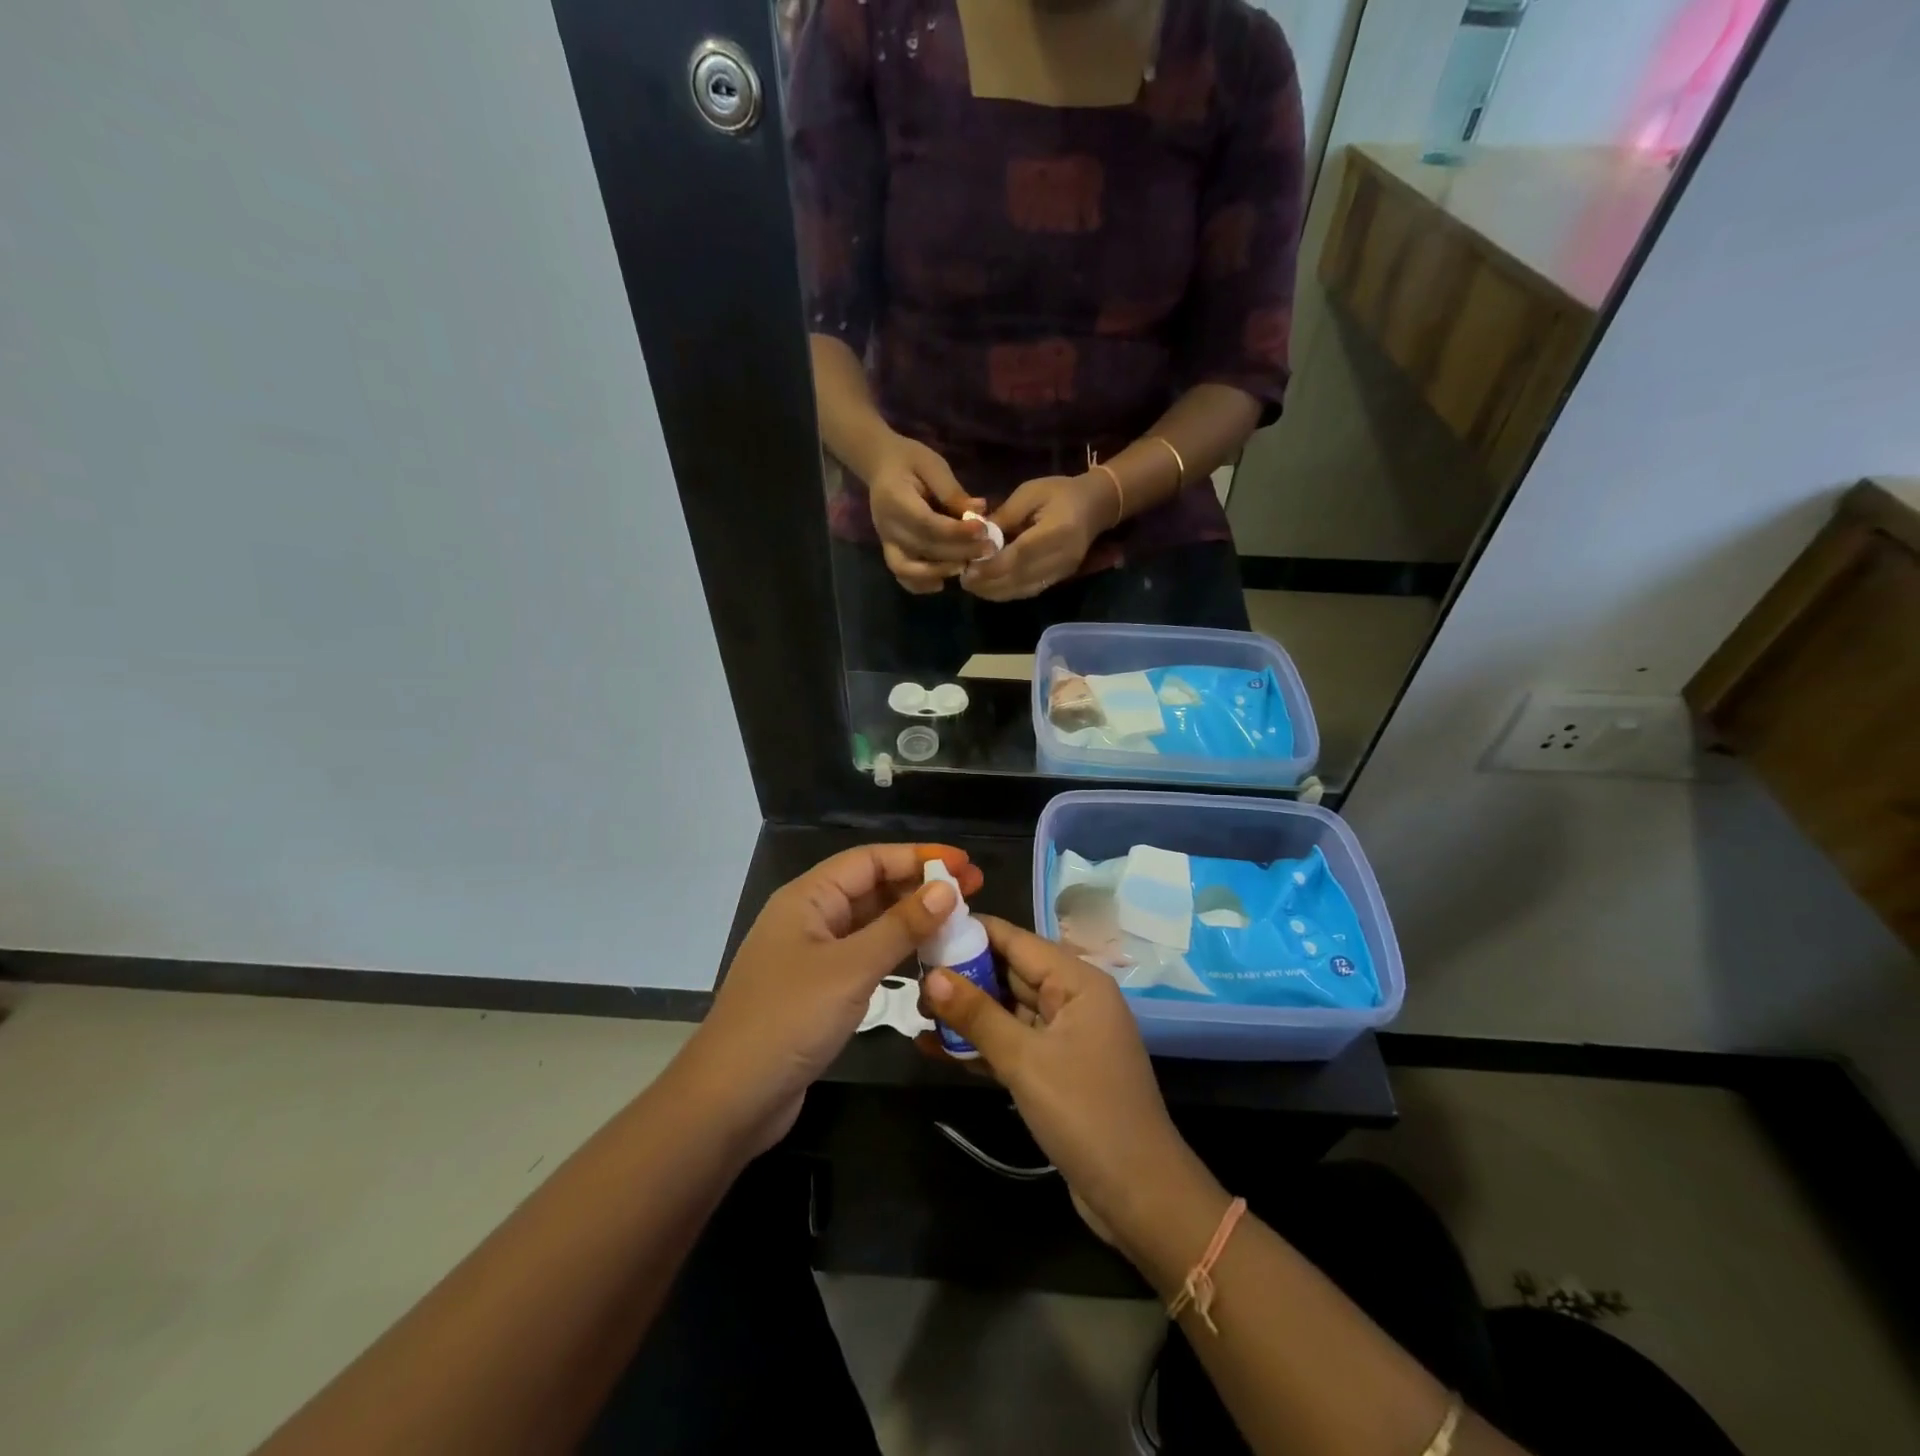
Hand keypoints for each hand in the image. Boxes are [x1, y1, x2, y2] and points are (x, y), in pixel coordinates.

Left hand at [684, 844, 983, 1154]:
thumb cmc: (788, 1021)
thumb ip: (900, 927)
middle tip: (973, 891)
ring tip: (958, 921)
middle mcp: (810, 918)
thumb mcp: (851, 969)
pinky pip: (865, 955)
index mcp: (808, 898)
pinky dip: (896, 952)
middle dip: (919, 886)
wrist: (730, 1100)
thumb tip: (946, 889)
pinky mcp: (819, 989)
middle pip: (871, 887)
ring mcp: (813, 955)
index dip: (918, 856)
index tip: (963, 864)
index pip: (870, 859)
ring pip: (870, 923)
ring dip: (911, 919)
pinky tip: (926, 958)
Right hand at [859, 432, 989, 593]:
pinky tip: (942, 582)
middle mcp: (887, 525)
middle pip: (923, 548)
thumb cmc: (910, 460)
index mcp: (895, 499)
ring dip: (940, 571)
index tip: (983, 530)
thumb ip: (952, 491)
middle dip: (958, 552)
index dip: (956, 532)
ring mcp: (886, 541)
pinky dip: (920, 584)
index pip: (927, 523)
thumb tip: (979, 512)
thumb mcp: (933, 465)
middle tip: (988, 550)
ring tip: (967, 566)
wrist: (881, 465)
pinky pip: (901, 575)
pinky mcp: (890, 550)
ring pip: (909, 568)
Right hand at [922, 916, 1207, 1249]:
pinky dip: (980, 1045)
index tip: (925, 929)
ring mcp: (1064, 1036)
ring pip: (1007, 1010)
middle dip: (963, 975)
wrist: (1139, 1197)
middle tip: (911, 979)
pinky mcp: (1055, 1070)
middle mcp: (1072, 999)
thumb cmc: (1086, 1114)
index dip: (971, 932)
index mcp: (1078, 981)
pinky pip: (1012, 1044)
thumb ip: (977, 1015)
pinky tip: (936, 1049)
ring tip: (917, 1014)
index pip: (1016, 940)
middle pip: (1010, 972)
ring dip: (967, 1013)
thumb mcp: (1025, 1061)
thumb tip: (932, 975)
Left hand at [962, 473, 1115, 600]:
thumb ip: (1004, 516)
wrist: (1096, 505)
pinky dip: (1008, 592)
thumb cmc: (1060, 492)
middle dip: (989, 583)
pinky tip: (990, 588)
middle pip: (1021, 577)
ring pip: (1024, 589)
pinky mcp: (1061, 578)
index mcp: (1057, 530)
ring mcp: (1063, 571)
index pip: (1020, 555)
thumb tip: (977, 536)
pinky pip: (1031, 590)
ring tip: (972, 585)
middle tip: (963, 580)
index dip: (992, 566)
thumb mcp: (1030, 493)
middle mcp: (1062, 556)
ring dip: (996, 591)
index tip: (968, 569)